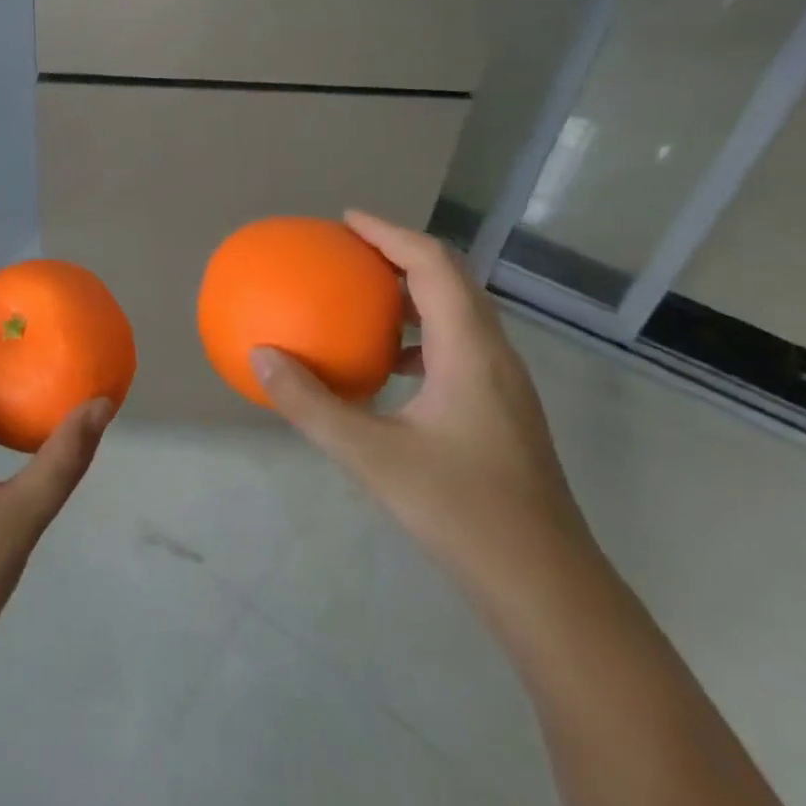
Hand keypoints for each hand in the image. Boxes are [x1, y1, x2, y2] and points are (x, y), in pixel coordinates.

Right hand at [250, 211, 593, 595]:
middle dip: (401, 253)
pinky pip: (458, 346)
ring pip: (459, 312)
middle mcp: (493, 354)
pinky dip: (420, 334)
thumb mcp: (371, 456)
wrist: (546, 585)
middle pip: (452, 279)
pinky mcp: (501, 409)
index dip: (390, 233)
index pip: (433, 265)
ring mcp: (503, 384)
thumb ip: (311, 405)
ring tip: (364, 296)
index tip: (346, 220)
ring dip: (413, 292)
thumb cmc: (461, 511)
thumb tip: (259, 357)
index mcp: (470, 350)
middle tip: (350, 250)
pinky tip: (388, 365)